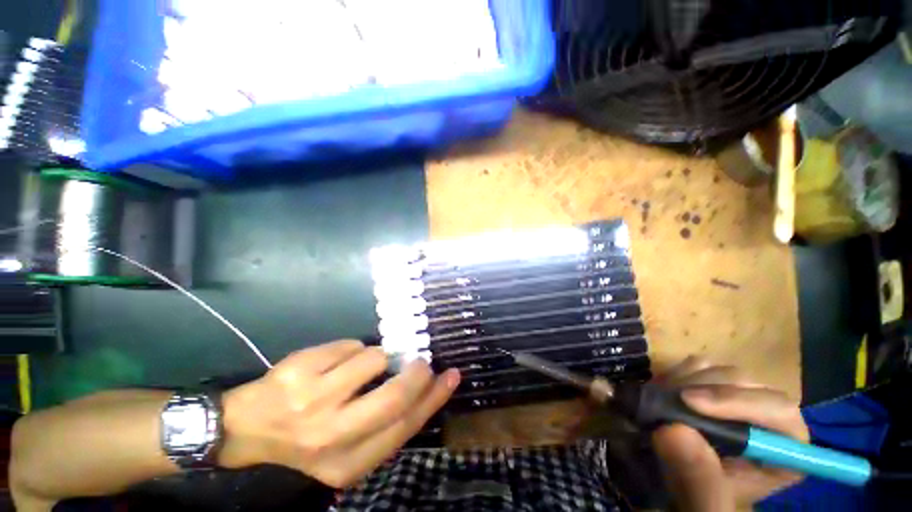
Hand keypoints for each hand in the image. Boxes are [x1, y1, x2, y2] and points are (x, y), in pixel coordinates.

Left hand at [217, 340, 459, 487]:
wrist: (246, 429)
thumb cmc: (306, 437)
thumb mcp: (347, 446)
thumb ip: (385, 423)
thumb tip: (424, 388)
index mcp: (347, 463)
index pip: (405, 427)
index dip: (434, 398)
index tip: (452, 376)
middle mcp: (331, 437)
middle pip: (395, 397)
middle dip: (417, 373)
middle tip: (421, 361)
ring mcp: (312, 401)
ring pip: (374, 358)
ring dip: (378, 356)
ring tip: (363, 364)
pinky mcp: (299, 371)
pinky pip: (350, 345)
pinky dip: (353, 348)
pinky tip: (336, 361)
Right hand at [651, 356, 808, 511]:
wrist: (685, 487)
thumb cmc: (704, 501)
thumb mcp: (704, 503)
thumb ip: (699, 480)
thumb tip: (672, 431)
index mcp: (784, 448)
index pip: (779, 410)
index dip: (737, 401)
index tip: (690, 402)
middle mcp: (769, 418)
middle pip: (746, 384)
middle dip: (704, 388)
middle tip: (667, 398)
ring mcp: (741, 398)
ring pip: (719, 370)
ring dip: (686, 380)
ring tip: (661, 398)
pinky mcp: (715, 386)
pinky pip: (699, 365)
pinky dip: (677, 373)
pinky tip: (664, 392)